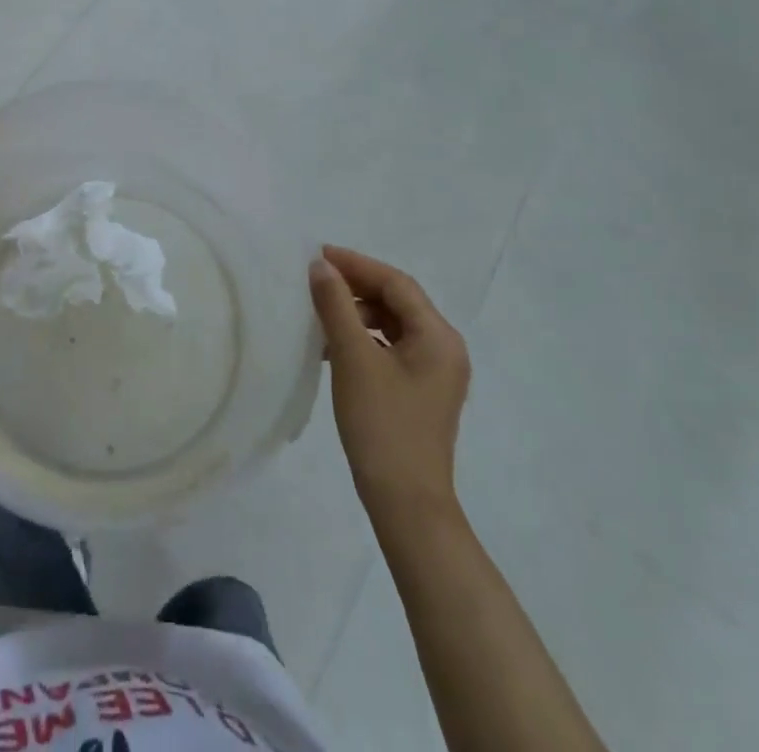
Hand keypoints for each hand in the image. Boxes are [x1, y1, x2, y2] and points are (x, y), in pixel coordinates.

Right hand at [310, 244, 469, 522]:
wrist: (406, 504)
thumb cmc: (383, 425)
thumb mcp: (354, 359)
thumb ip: (337, 306)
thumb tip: (320, 266)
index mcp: (438, 336)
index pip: (396, 283)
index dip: (356, 264)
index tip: (317, 255)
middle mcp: (444, 348)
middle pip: (397, 301)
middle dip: (356, 286)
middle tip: (314, 280)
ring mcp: (435, 372)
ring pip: (392, 324)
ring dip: (357, 313)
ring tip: (319, 312)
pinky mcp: (420, 390)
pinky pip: (391, 348)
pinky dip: (363, 339)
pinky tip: (332, 346)